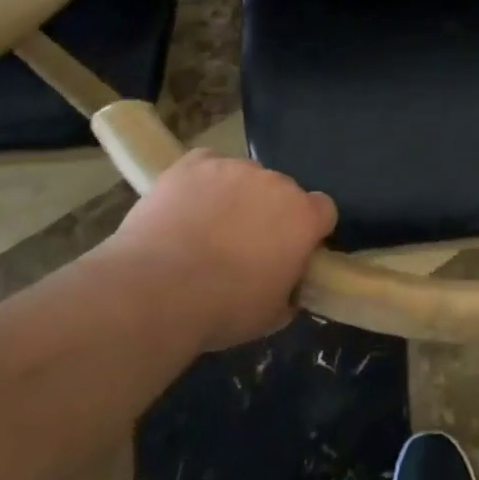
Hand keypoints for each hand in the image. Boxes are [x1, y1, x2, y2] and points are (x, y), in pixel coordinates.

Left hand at [107, 149, 336, 350]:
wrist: (155, 290)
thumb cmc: (223, 308)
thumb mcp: (271, 315)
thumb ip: (290, 290)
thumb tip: (289, 286)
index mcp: (303, 217)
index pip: (323, 210)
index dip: (309, 229)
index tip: (292, 250)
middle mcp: (276, 183)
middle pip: (282, 191)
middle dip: (270, 212)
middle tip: (245, 245)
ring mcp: (234, 168)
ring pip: (244, 177)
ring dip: (235, 196)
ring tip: (207, 228)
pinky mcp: (193, 164)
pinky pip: (206, 164)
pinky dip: (201, 181)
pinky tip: (185, 206)